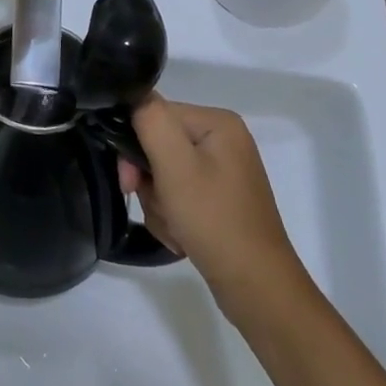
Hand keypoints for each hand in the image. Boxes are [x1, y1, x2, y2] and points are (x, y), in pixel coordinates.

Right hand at [122, 97, 306, 325]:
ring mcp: (223, 171)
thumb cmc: (214, 220)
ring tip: (175, 227)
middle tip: (158, 208)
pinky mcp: (219, 199)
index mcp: (217, 122)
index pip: (155, 115)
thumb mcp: (175, 165)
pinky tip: (182, 236)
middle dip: (149, 181)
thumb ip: (150, 120)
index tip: (129, 181)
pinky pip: (179, 195)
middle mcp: (222, 140)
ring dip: (159, 203)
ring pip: (164, 174)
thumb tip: (134, 96)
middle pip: (158, 145)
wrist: (256, 289)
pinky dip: (173, 216)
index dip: (134, 145)